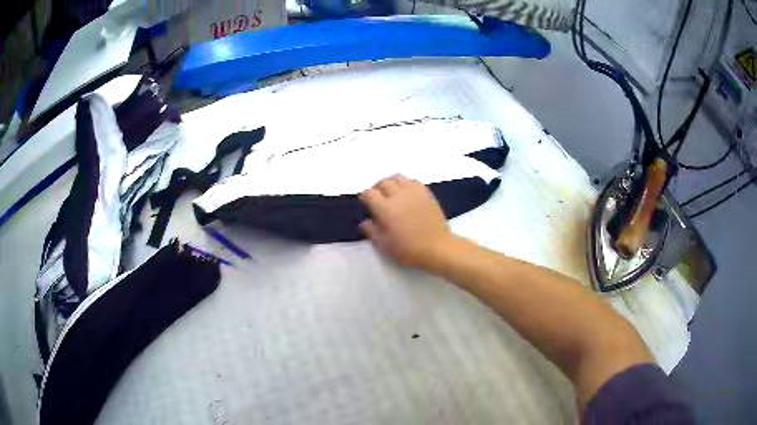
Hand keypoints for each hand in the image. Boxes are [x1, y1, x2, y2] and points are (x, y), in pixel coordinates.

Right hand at [359, 175, 454, 268]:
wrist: (437, 247)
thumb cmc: (408, 249)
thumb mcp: (384, 245)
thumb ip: (371, 231)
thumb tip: (364, 222)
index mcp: (385, 208)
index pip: (370, 193)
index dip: (365, 196)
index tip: (365, 202)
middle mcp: (398, 195)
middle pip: (383, 183)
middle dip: (377, 189)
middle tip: (377, 198)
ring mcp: (414, 192)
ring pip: (398, 178)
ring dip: (391, 183)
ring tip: (392, 193)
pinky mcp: (426, 193)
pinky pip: (413, 181)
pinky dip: (406, 184)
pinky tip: (407, 194)